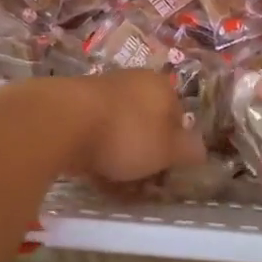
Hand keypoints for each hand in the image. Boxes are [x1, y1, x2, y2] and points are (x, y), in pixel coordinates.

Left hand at [45, 71, 208, 183]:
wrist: (61, 121)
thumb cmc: (127, 134)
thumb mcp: (168, 150)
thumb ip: (188, 150)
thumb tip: (199, 150)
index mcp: (161, 85)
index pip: (179, 117)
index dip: (175, 147)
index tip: (166, 171)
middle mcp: (132, 81)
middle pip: (147, 122)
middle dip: (145, 150)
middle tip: (141, 180)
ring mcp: (100, 90)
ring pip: (119, 128)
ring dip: (119, 153)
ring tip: (113, 181)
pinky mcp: (72, 104)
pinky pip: (93, 132)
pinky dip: (95, 150)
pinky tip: (90, 171)